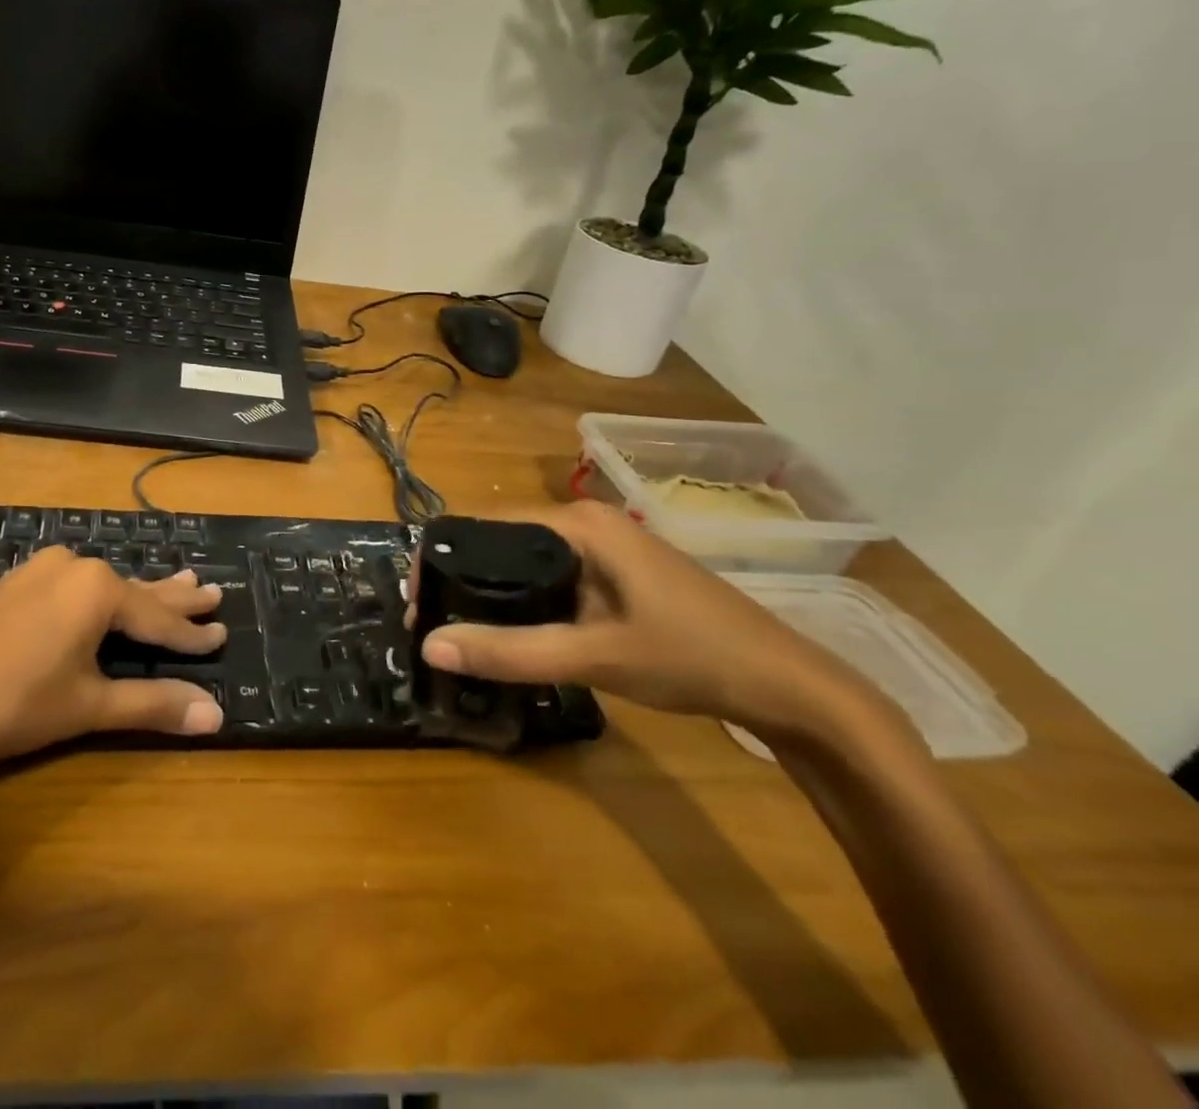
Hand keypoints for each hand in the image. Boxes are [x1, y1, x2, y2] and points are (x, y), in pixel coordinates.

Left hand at [0, 548, 226, 794]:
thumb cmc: (8, 707)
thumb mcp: (87, 706)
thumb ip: (152, 704)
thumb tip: (217, 715)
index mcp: (97, 589)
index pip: (158, 619)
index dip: (192, 635)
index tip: (223, 634)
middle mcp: (73, 566)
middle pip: (136, 590)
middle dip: (175, 598)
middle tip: (212, 592)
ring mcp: (39, 570)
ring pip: (105, 586)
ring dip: (140, 594)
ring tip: (180, 581)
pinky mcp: (15, 584)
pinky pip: (75, 585)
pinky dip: (102, 597)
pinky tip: (109, 595)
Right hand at [413, 501, 895, 743]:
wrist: (789, 686)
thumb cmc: (690, 656)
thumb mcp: (594, 656)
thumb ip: (511, 652)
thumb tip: (430, 648)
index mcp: (578, 523)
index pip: (483, 526)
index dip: (442, 561)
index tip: (419, 605)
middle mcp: (586, 523)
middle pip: (501, 542)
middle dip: (462, 581)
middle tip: (434, 627)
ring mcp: (606, 548)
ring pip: (526, 563)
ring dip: (492, 594)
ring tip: (461, 632)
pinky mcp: (617, 574)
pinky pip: (553, 579)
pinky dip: (525, 602)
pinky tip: (514, 634)